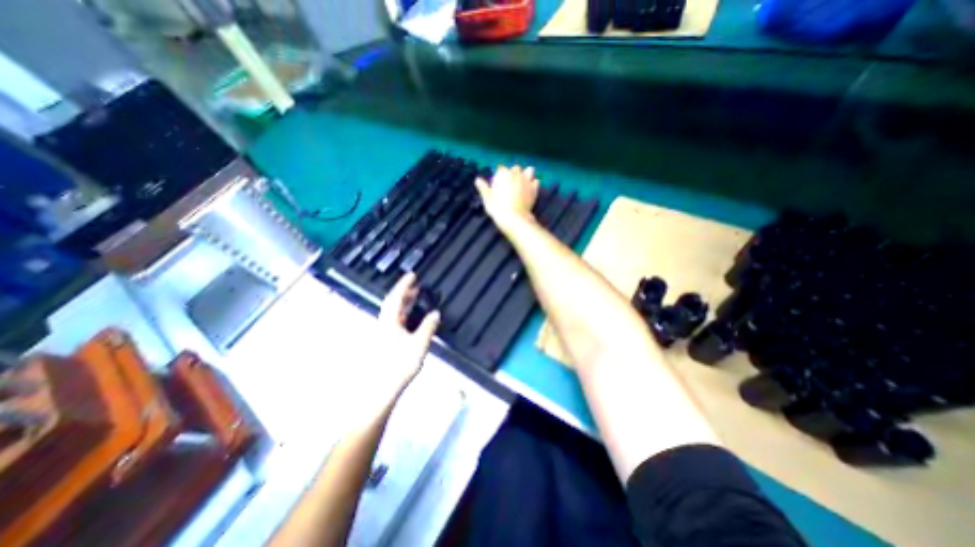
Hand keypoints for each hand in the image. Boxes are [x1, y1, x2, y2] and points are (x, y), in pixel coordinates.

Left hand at [374, 272, 440, 391]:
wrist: (380, 390)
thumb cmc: (399, 365)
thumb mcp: (418, 345)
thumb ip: (427, 327)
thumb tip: (435, 313)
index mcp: (389, 322)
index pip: (395, 298)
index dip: (404, 285)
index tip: (412, 275)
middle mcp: (384, 325)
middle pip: (393, 304)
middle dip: (404, 293)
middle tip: (417, 285)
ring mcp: (383, 334)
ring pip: (393, 313)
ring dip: (404, 303)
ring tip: (416, 298)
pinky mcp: (385, 342)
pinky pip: (395, 322)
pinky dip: (404, 314)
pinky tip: (411, 318)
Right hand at [474, 163, 536, 227]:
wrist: (514, 219)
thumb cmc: (498, 208)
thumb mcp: (487, 198)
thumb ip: (483, 188)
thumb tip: (477, 180)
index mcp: (504, 174)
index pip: (501, 168)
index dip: (499, 174)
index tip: (497, 181)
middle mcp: (516, 174)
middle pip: (515, 168)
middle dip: (513, 172)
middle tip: (509, 182)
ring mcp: (527, 181)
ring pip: (529, 170)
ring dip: (526, 174)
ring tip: (522, 180)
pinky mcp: (534, 190)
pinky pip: (536, 182)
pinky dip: (533, 183)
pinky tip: (530, 188)